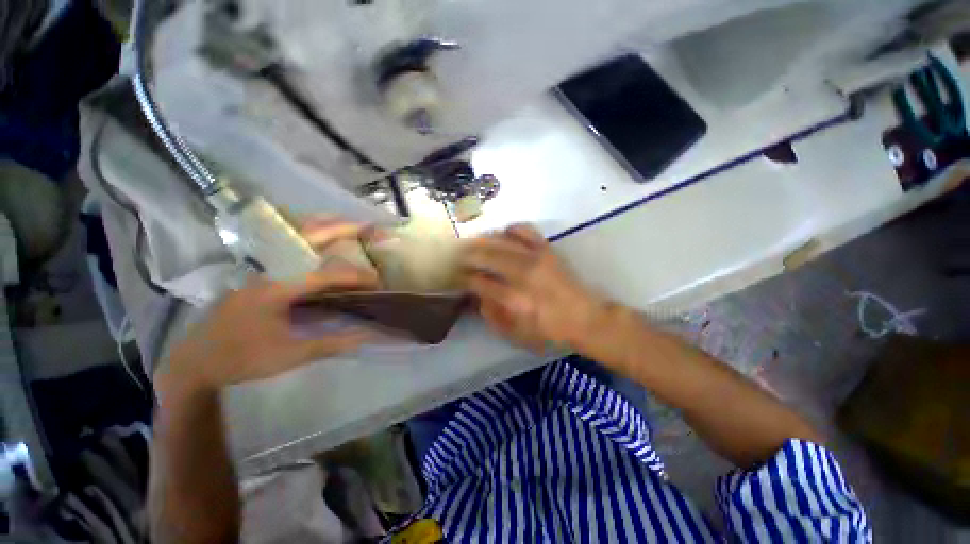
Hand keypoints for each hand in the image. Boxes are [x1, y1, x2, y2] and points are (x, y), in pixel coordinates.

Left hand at [159, 220, 378, 395]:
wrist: (195, 362)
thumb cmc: (241, 358)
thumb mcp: (289, 355)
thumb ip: (332, 343)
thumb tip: (368, 335)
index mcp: (275, 287)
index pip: (326, 273)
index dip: (356, 276)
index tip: (378, 281)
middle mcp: (268, 269)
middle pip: (307, 236)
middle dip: (341, 228)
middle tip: (369, 225)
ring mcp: (261, 268)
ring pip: (295, 236)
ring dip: (325, 227)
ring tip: (351, 225)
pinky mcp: (259, 273)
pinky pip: (291, 247)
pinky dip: (312, 238)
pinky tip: (325, 243)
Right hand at [461, 224, 606, 351]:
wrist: (585, 318)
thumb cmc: (549, 331)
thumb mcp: (516, 334)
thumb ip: (492, 315)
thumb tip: (478, 296)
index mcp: (513, 299)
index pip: (479, 282)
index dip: (465, 279)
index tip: (460, 278)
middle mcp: (521, 274)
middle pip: (486, 255)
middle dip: (469, 255)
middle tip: (461, 257)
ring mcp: (535, 258)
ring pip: (500, 240)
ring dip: (484, 241)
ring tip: (476, 244)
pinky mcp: (547, 249)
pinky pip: (524, 230)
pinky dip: (510, 230)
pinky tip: (504, 236)